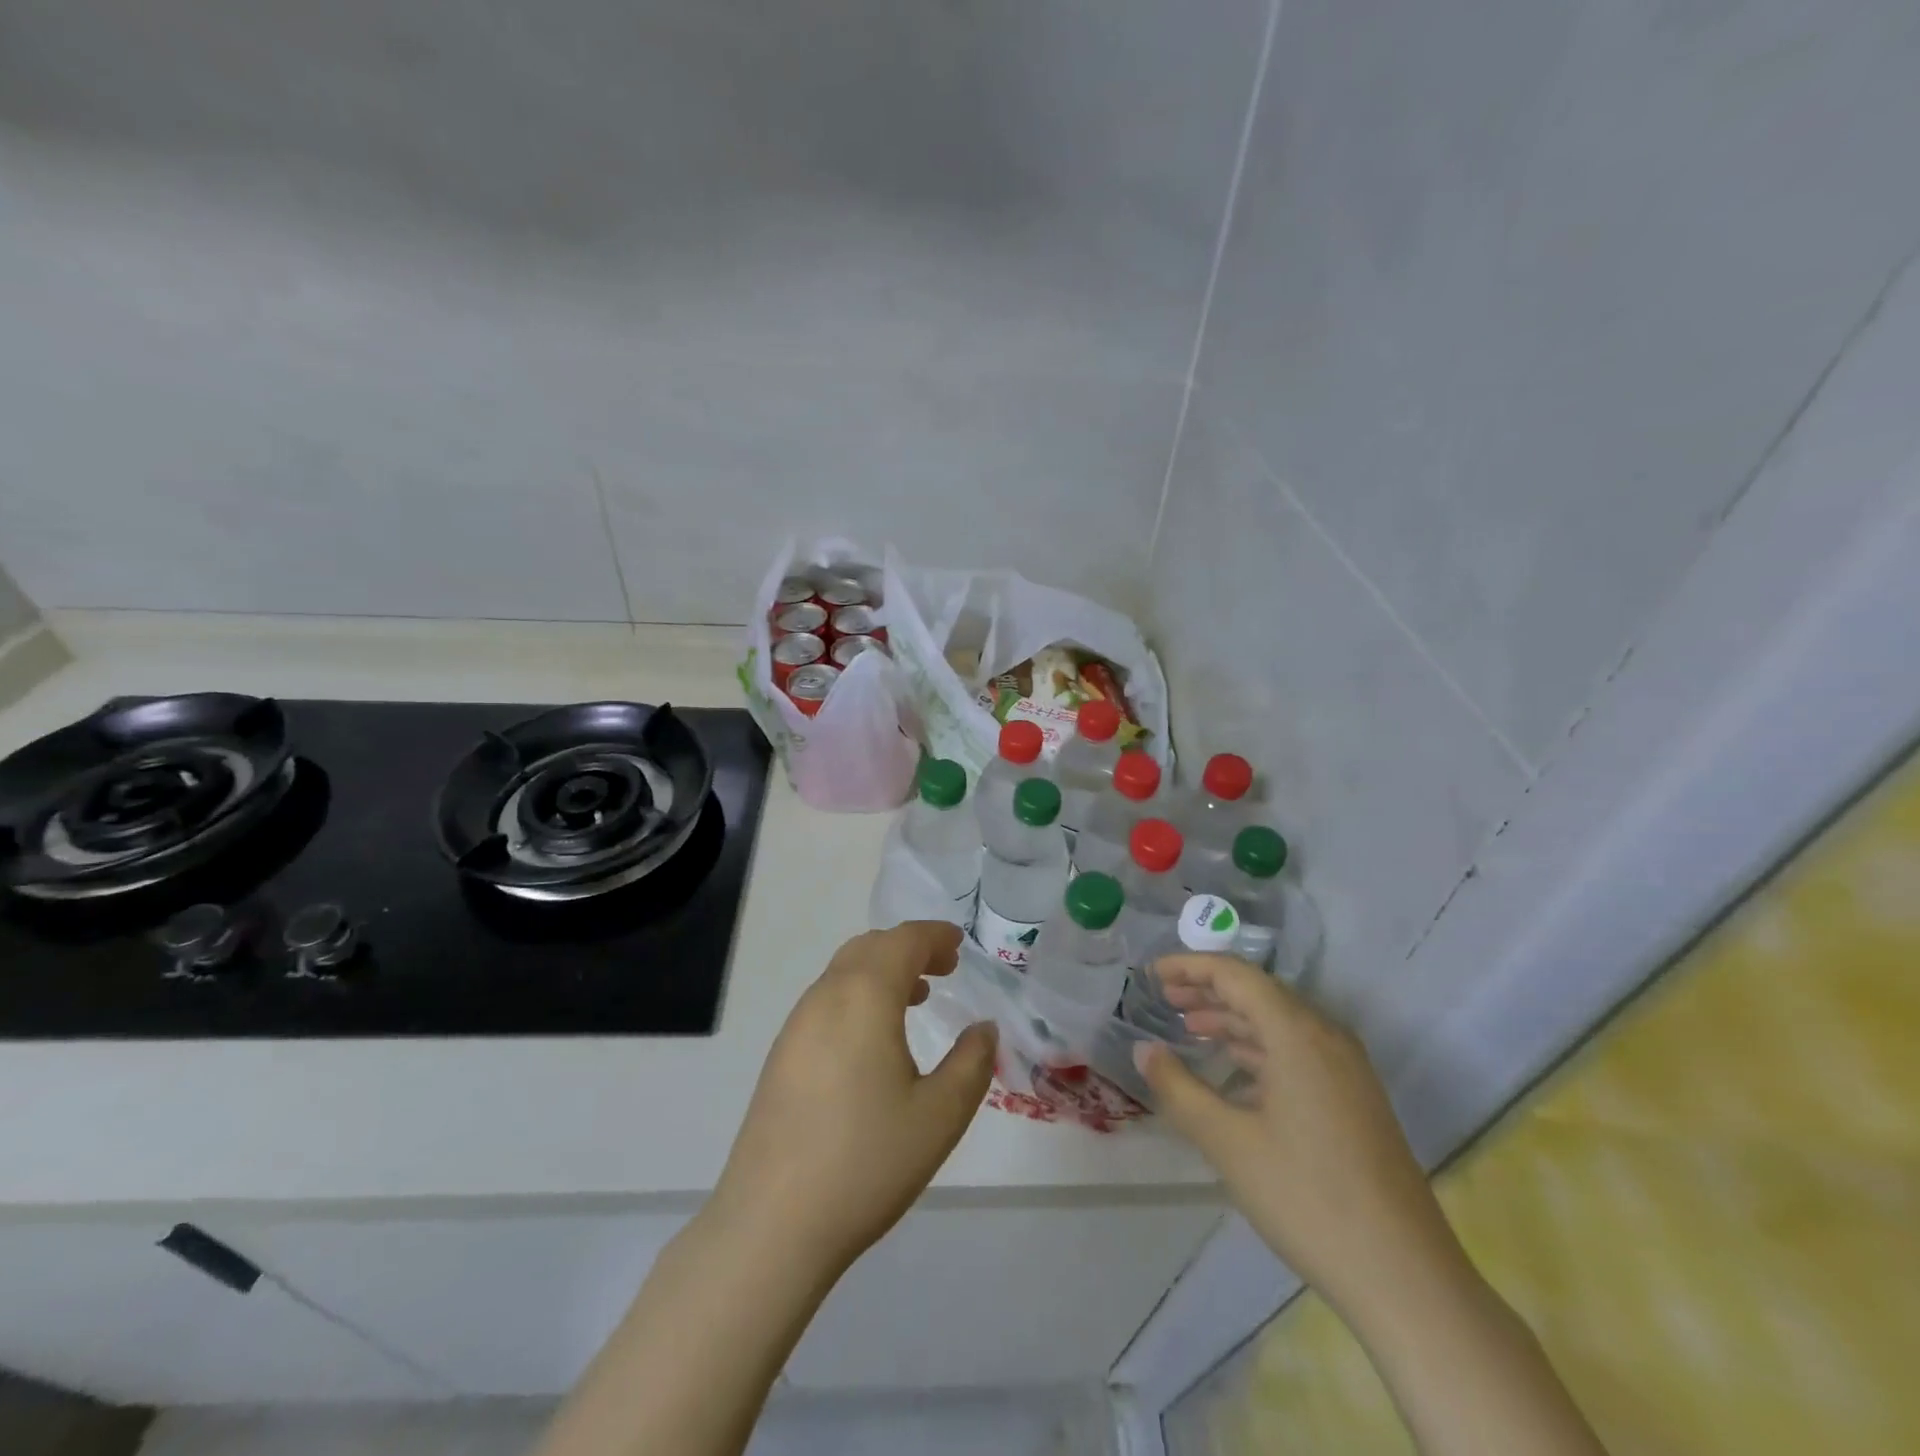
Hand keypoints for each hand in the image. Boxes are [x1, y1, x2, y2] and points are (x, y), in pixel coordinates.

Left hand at [707, 921, 996, 1280]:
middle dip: (910, 948)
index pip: (903, 941)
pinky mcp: (782, 1055)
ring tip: (916, 996)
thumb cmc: (866, 1161)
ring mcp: (796, 1025)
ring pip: (844, 972)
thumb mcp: (940, 1116)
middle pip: (870, 947)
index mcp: (864, 997)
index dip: (934, 936)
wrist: (772, 1223)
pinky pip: (827, 1000)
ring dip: (882, 970)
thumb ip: (971, 1063)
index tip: (959, 944)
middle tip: (945, 968)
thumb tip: (983, 1029)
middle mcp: (825, 997)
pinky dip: (859, 994)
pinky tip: (875, 1037)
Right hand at [1135, 955, 1470, 1323]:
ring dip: (1232, 1020)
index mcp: (1298, 1033)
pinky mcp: (1354, 1100)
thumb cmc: (1308, 1198)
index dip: (1190, 966)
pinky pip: (1297, 1053)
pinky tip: (1232, 1074)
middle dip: (1208, 991)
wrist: (1406, 1280)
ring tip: (1188, 1028)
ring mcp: (1346, 1070)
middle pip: (1259, 993)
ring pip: (1279, 1024)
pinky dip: (1257, 1050)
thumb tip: (1144, 1049)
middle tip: (1163, 997)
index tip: (1151, 974)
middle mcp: (1327, 1037)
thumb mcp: (1229, 1142)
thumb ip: (1179, 1089)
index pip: (1236, 975)